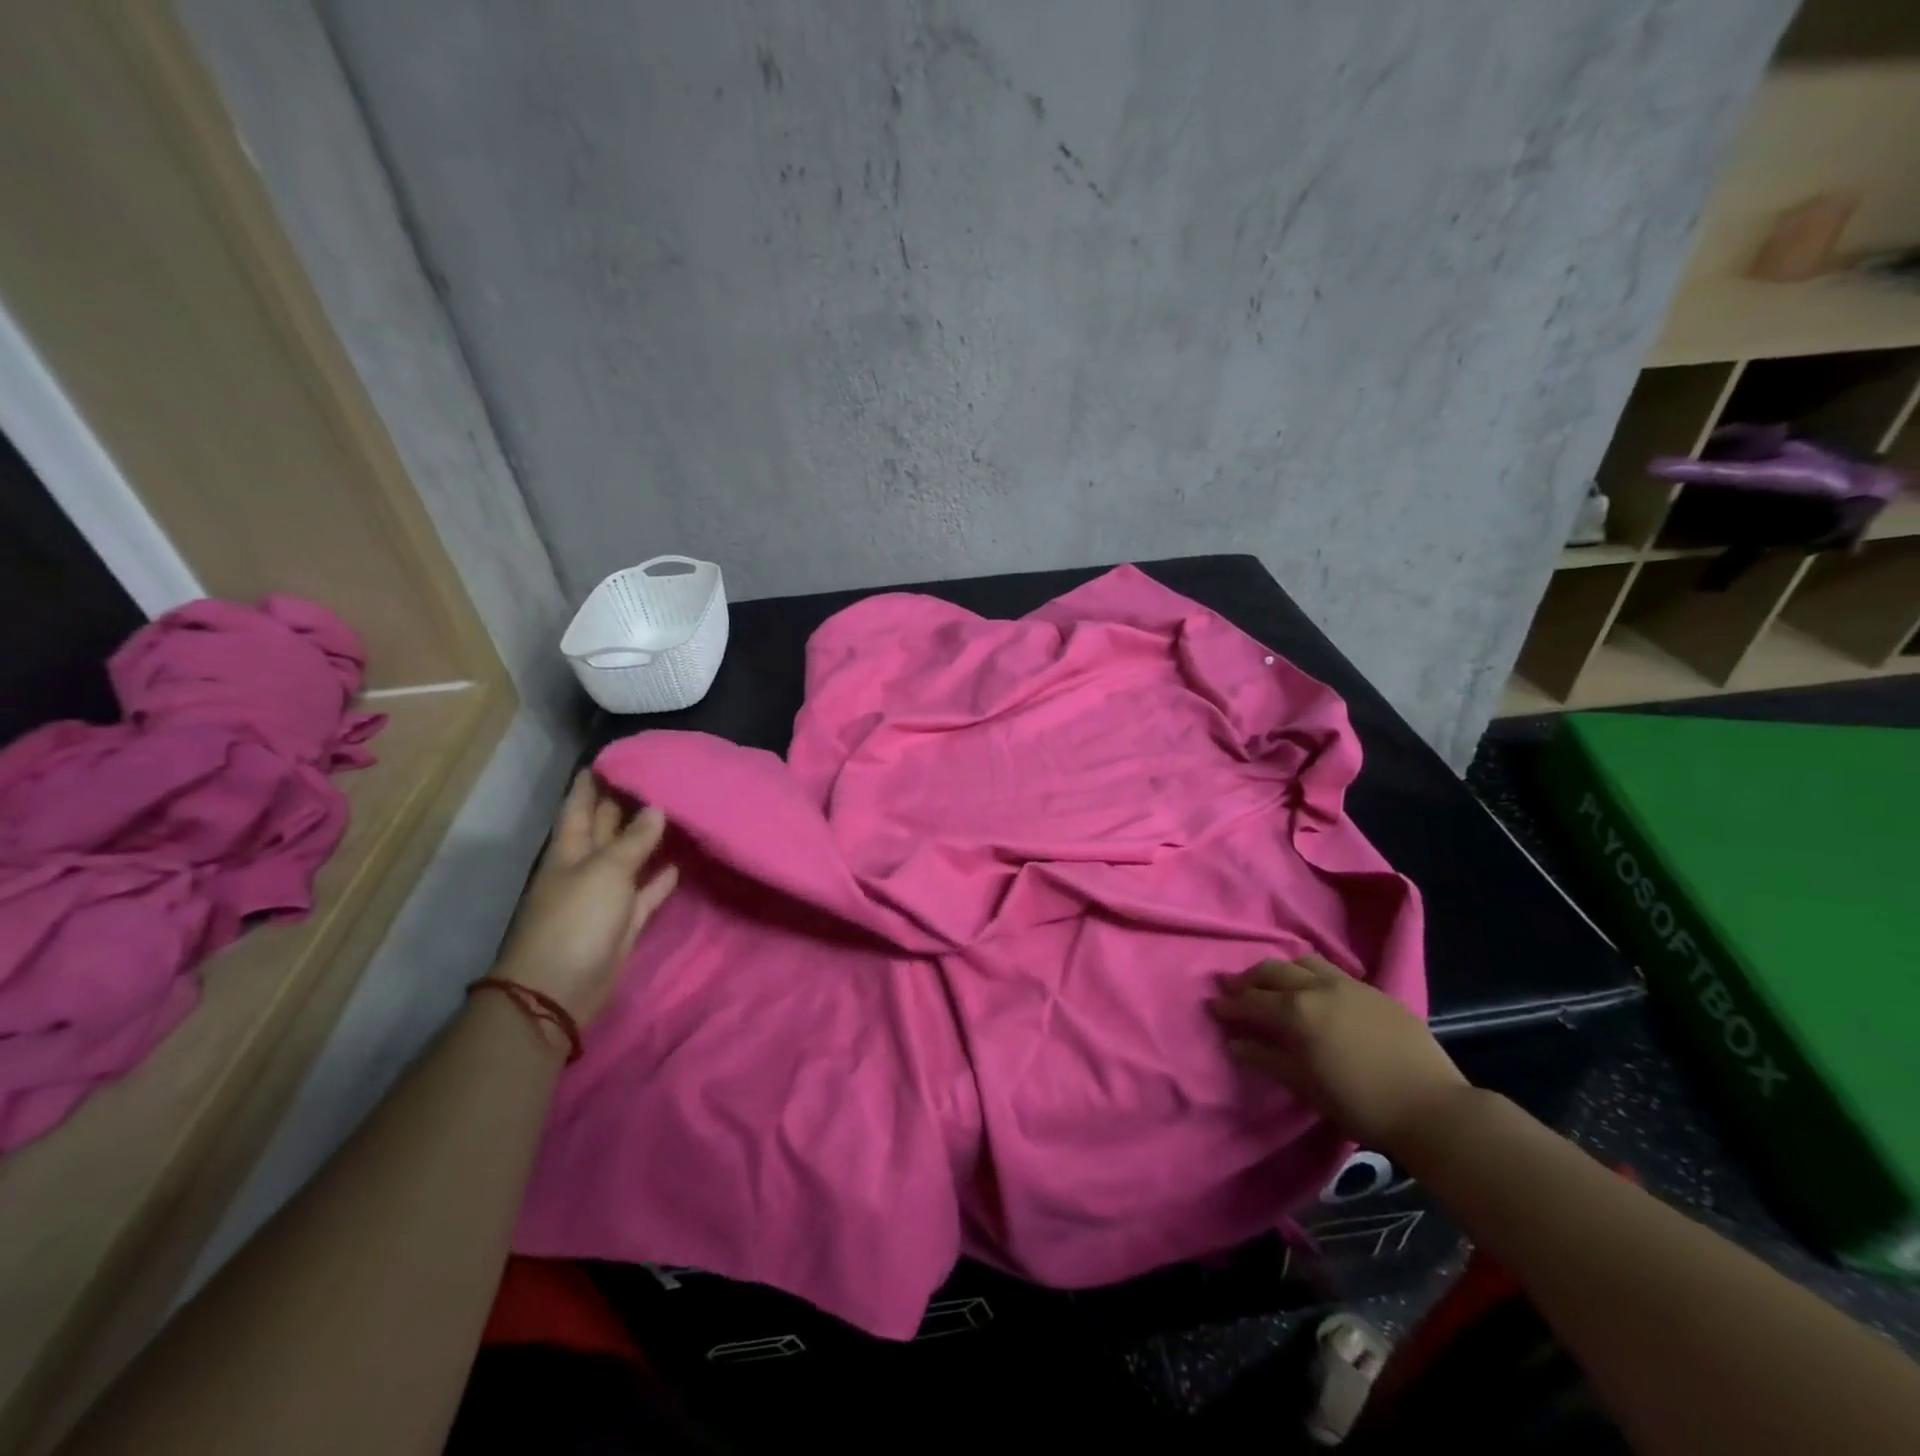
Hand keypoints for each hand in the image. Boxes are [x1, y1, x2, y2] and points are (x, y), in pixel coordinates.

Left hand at [490, 770, 678, 1024]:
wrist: (561, 988)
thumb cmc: (576, 920)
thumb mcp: (605, 871)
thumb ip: (634, 841)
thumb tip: (656, 808)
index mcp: (570, 851)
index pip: (579, 806)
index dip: (591, 782)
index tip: (612, 756)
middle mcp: (586, 867)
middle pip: (605, 828)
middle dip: (624, 803)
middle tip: (655, 774)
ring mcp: (605, 895)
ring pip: (630, 857)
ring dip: (648, 837)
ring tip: (676, 809)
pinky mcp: (625, 920)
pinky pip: (647, 890)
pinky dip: (662, 877)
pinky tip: (682, 860)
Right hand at [1208, 956, 1470, 1153]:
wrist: (1432, 1108)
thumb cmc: (1361, 1104)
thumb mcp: (1305, 1086)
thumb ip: (1266, 1058)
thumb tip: (1234, 1042)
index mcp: (1297, 1011)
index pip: (1251, 1001)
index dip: (1229, 1004)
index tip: (1213, 1005)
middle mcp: (1318, 987)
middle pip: (1272, 971)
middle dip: (1249, 979)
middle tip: (1234, 988)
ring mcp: (1348, 984)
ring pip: (1303, 962)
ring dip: (1280, 970)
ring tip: (1272, 983)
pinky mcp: (1374, 991)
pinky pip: (1332, 970)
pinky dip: (1311, 974)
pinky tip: (1313, 989)